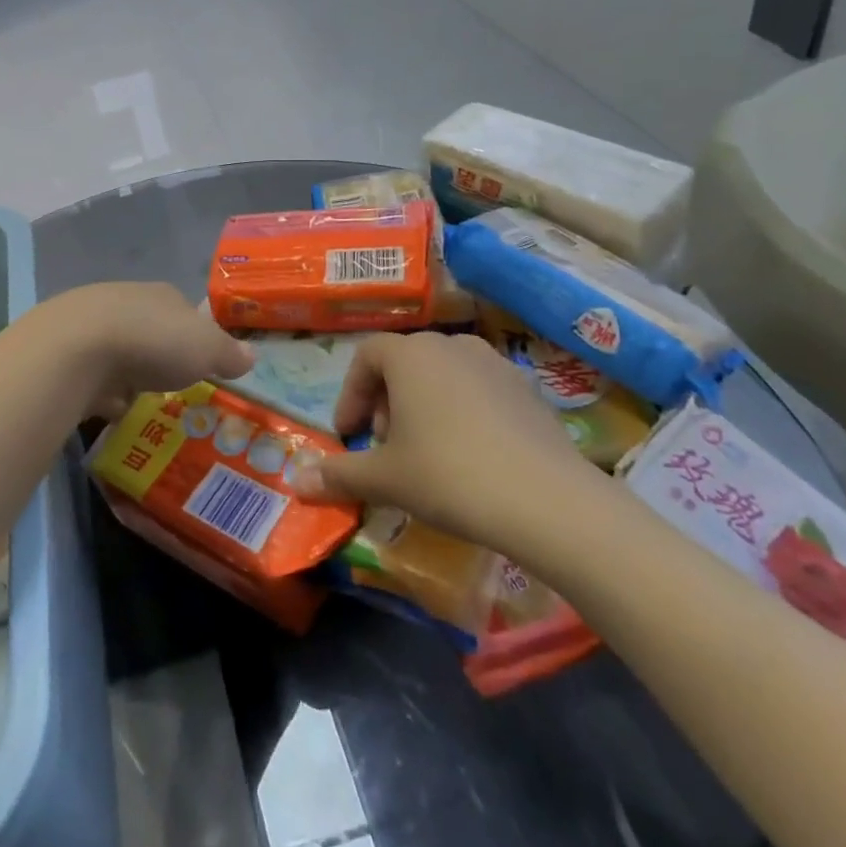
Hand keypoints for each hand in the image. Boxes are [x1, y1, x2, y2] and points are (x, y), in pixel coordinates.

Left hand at [27, 282, 253, 421]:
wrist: (77, 348)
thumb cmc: (153, 342)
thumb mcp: (207, 349)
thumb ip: (228, 353)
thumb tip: (251, 355)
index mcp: (164, 296)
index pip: (186, 312)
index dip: (196, 336)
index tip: (202, 364)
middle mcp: (128, 301)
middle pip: (151, 329)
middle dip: (160, 355)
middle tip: (171, 385)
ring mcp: (93, 324)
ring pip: (121, 349)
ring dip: (129, 372)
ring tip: (141, 401)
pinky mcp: (67, 350)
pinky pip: (94, 372)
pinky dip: (102, 388)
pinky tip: (108, 407)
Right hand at [298, 332, 602, 554]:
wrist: (550, 501)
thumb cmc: (450, 476)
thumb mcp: (386, 479)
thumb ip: (338, 475)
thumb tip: (295, 482)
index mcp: (411, 354)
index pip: (366, 356)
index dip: (350, 394)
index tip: (348, 434)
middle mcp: (451, 345)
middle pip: (404, 362)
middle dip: (386, 401)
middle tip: (384, 445)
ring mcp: (495, 363)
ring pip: (443, 374)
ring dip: (423, 404)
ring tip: (426, 450)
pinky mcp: (529, 390)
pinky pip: (479, 391)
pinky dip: (463, 412)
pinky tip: (471, 456)